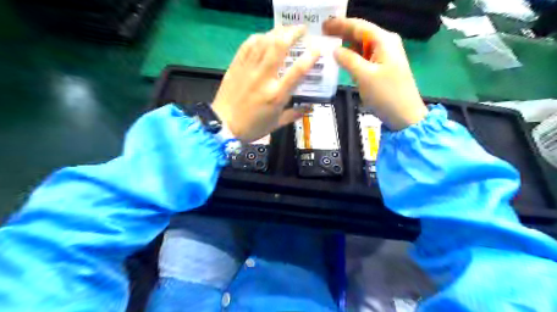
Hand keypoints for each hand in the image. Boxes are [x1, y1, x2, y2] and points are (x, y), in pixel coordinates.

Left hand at [213, 26, 319, 142]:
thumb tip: (309, 108)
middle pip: (279, 46)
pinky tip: (265, 36)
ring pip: (264, 41)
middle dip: (293, 33)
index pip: (298, 70)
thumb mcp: (276, 124)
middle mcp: (264, 78)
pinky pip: (248, 45)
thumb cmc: (252, 127)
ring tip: (285, 30)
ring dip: (277, 32)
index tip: (317, 49)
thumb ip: (294, 114)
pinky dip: (258, 37)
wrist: (223, 125)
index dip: (310, 56)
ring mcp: (248, 70)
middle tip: (302, 30)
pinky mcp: (236, 66)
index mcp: (277, 95)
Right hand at [322, 19, 427, 130]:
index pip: (359, 26)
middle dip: (342, 33)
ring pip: (361, 46)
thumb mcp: (364, 76)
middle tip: (322, 35)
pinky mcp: (382, 69)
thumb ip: (348, 60)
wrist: (405, 116)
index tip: (323, 26)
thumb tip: (335, 50)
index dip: (340, 24)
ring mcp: (385, 57)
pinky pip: (364, 58)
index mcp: (384, 41)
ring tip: (328, 45)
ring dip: (346, 45)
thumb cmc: (386, 95)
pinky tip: (341, 60)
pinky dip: (352, 57)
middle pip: (360, 34)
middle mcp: (386, 44)